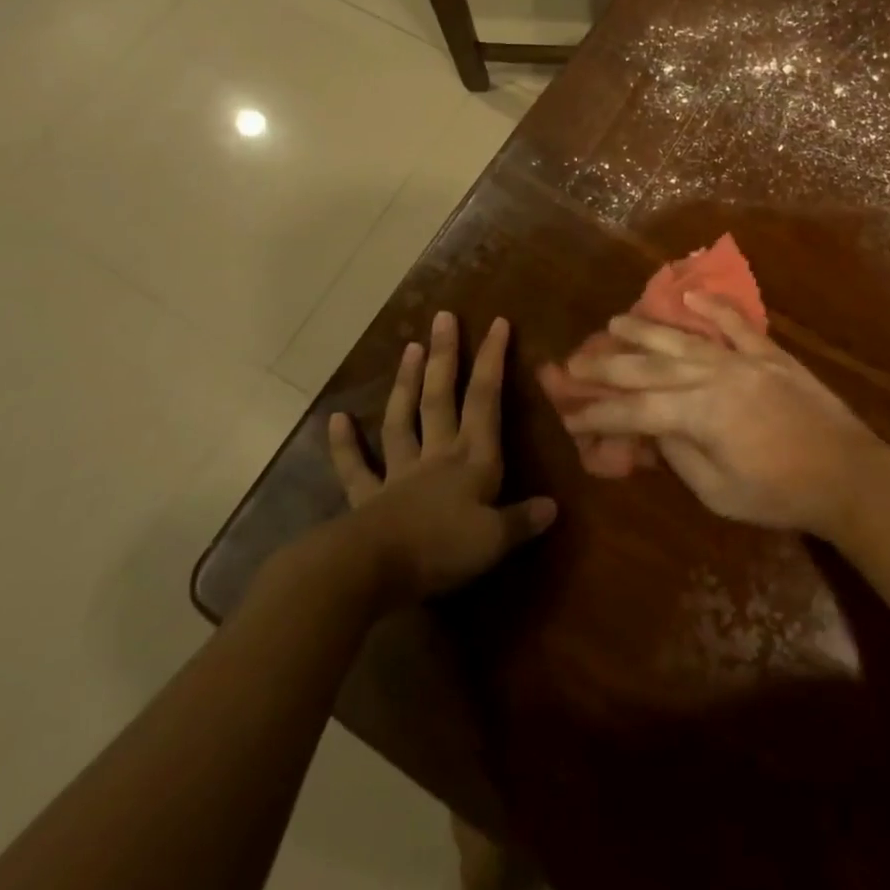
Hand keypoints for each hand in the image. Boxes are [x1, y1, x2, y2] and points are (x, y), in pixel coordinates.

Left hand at [330, 312, 556, 603]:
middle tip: (443, 318)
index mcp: (472, 460)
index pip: (486, 400)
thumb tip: (553, 506)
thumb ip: (522, 520)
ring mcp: (399, 474)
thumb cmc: (439, 549)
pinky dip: (345, 445)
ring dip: (406, 384)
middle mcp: (437, 456)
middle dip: (445, 357)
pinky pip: (355, 468)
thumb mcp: (493, 540)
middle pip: (441, 398)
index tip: (497, 323)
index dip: (492, 360)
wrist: (369, 571)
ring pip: (403, 420)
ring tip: (409, 347)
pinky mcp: (368, 499)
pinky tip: (337, 419)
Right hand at [563, 294, 889, 539]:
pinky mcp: (769, 353)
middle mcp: (714, 376)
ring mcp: (743, 359)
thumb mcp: (719, 492)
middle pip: (649, 367)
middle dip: (607, 365)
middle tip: (574, 361)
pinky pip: (736, 323)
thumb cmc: (780, 495)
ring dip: (646, 329)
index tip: (569, 413)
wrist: (847, 473)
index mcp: (699, 414)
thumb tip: (654, 429)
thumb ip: (680, 455)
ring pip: (683, 339)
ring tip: (615, 321)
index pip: (635, 410)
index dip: (599, 413)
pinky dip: (713, 306)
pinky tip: (691, 294)